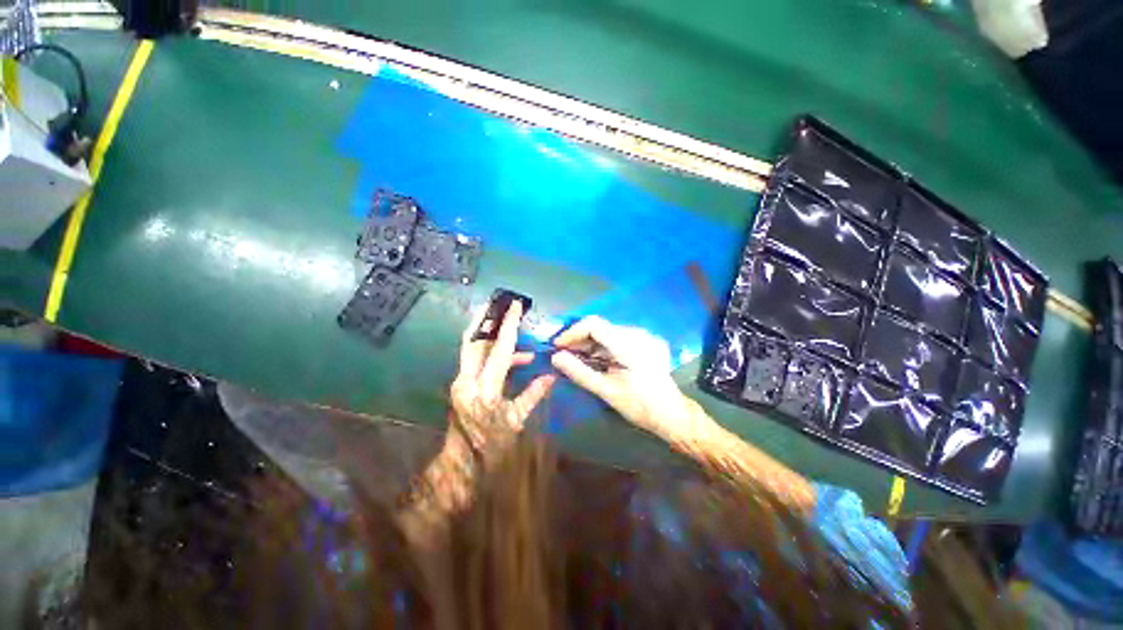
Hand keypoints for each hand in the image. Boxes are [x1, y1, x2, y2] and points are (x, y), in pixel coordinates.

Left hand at [449, 300, 555, 459]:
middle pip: (473, 341)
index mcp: (484, 391)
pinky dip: (491, 353)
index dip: (509, 328)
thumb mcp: (516, 421)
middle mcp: (467, 381)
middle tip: (501, 304)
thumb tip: (551, 376)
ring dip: (490, 335)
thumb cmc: (493, 445)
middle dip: (487, 320)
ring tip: (513, 328)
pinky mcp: (459, 384)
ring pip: (471, 348)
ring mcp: (460, 382)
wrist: (464, 459)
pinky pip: (474, 360)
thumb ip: (532, 396)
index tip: (515, 307)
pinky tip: (515, 358)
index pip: (498, 352)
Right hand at [550, 316, 697, 439]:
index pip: (594, 324)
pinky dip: (607, 347)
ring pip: (611, 333)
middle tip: (564, 355)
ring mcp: (646, 338)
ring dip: (593, 344)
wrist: (671, 414)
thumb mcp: (606, 391)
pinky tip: (600, 362)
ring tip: (579, 360)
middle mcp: (639, 334)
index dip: (572, 332)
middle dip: (581, 339)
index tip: (558, 347)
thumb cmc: (638, 405)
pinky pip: (622, 339)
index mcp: (628, 343)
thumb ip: (580, 372)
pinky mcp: (650, 344)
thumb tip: (556, 357)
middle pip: (602, 327)